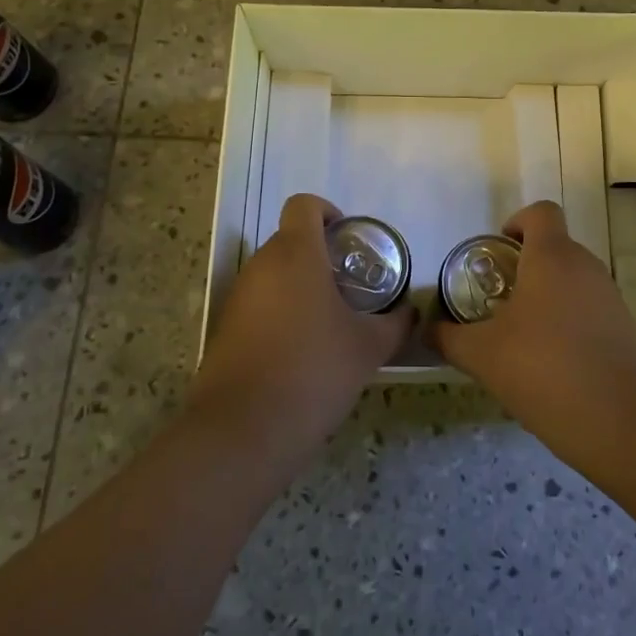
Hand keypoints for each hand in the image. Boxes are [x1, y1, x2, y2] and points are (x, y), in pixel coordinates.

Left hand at [193, 194, 414, 458]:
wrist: (244, 430)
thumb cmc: (314, 371)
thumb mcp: (368, 348)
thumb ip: (395, 324)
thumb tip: (410, 313)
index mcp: (296, 255)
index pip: (304, 205)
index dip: (328, 212)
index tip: (348, 240)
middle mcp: (261, 265)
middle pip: (289, 238)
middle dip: (319, 254)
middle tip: (349, 286)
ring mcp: (238, 296)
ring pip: (273, 271)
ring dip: (299, 283)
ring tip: (329, 320)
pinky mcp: (226, 326)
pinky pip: (258, 301)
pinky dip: (280, 310)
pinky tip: (301, 348)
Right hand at [433, 200, 635, 468]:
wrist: (619, 423)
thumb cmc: (543, 370)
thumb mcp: (481, 355)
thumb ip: (448, 337)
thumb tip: (428, 330)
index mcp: (552, 257)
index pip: (540, 212)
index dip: (516, 222)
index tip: (497, 252)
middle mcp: (586, 267)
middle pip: (555, 247)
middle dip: (525, 267)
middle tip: (498, 301)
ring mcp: (611, 297)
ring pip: (573, 280)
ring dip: (548, 297)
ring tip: (522, 337)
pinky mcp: (627, 328)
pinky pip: (590, 310)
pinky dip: (570, 323)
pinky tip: (553, 364)